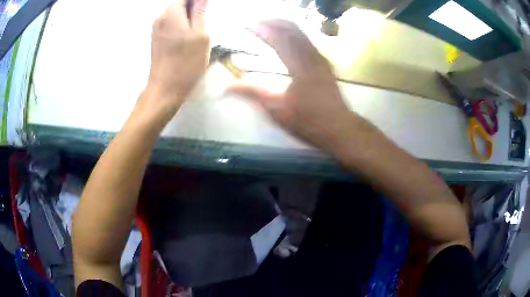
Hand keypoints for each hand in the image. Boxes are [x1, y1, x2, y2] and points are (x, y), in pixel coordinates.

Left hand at [141, 0, 209, 120]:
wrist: (165, 88)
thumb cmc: (186, 63)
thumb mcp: (201, 35)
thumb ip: (201, 12)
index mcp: (171, 13)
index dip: (198, 2)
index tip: (206, 11)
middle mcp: (160, 17)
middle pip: (180, 4)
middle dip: (194, 9)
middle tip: (204, 22)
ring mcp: (156, 29)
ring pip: (176, 15)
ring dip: (188, 18)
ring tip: (197, 32)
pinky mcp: (156, 39)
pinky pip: (170, 24)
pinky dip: (181, 26)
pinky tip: (188, 39)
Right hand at [230, 20, 368, 153]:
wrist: (340, 128)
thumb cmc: (309, 121)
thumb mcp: (277, 110)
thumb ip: (252, 94)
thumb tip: (226, 87)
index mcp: (299, 65)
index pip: (277, 37)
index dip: (260, 28)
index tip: (245, 24)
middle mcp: (311, 55)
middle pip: (291, 28)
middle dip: (271, 21)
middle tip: (254, 22)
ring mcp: (320, 58)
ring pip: (301, 32)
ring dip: (282, 25)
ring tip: (267, 25)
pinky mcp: (324, 63)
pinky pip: (307, 40)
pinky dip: (292, 33)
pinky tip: (286, 38)